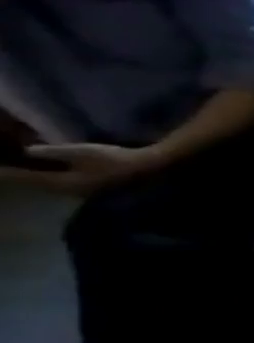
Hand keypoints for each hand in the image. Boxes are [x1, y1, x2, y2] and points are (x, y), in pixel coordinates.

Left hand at [0, 142, 157, 195]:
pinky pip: (63, 183)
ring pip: (50, 184)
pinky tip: (51, 172)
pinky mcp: (93, 187)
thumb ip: (52, 152)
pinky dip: (51, 177)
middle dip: (20, 176)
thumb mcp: (81, 152)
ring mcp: (83, 191)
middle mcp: (68, 191)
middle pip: (36, 184)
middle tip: (5, 168)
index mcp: (62, 184)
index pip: (25, 178)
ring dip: (36, 177)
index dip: (6, 173)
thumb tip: (26, 151)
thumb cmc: (115, 160)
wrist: (149, 168)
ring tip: (23, 170)